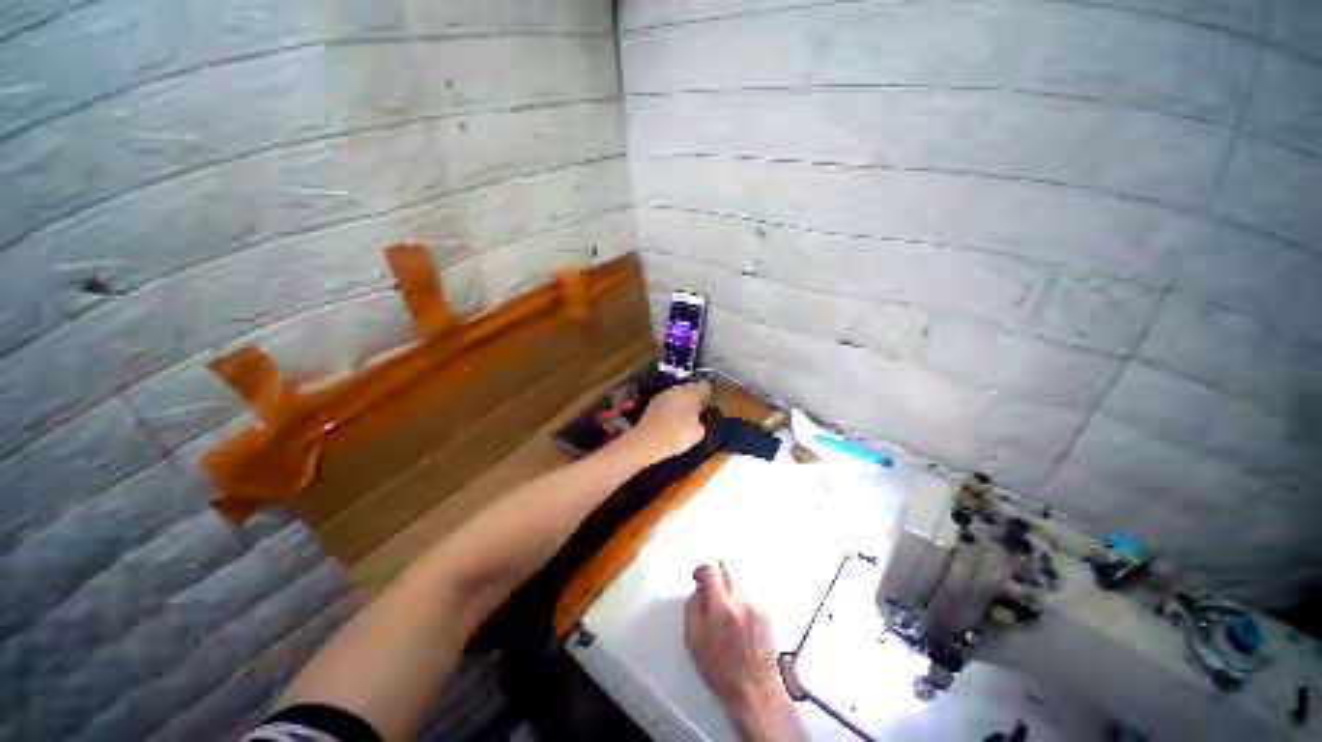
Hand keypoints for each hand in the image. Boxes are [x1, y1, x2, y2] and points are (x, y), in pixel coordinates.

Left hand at [625, 381, 709, 465]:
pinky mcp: (653, 401)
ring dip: (681, 402)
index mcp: (691, 394)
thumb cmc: (676, 437)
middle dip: (694, 398)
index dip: (708, 397)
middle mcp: (677, 389)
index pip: (705, 386)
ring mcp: (663, 394)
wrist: (647, 441)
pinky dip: (670, 406)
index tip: (706, 408)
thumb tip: (698, 418)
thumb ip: (702, 421)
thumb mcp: (698, 434)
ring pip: (678, 393)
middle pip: (690, 388)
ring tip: (681, 418)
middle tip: (695, 414)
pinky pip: (667, 400)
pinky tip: (669, 420)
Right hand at [685, 564, 804, 741]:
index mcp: (722, 606)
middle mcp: (742, 600)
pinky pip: (747, 593)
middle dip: (715, 574)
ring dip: (727, 587)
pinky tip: (736, 618)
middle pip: (726, 567)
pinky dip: (738, 598)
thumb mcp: (694, 639)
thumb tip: (699, 589)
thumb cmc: (720, 670)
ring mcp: (756, 604)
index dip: (701, 571)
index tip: (697, 579)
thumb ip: (693, 606)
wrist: (754, 690)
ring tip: (722, 609)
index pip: (711, 569)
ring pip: (737, 580)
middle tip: (708, 590)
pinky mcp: (766, 611)